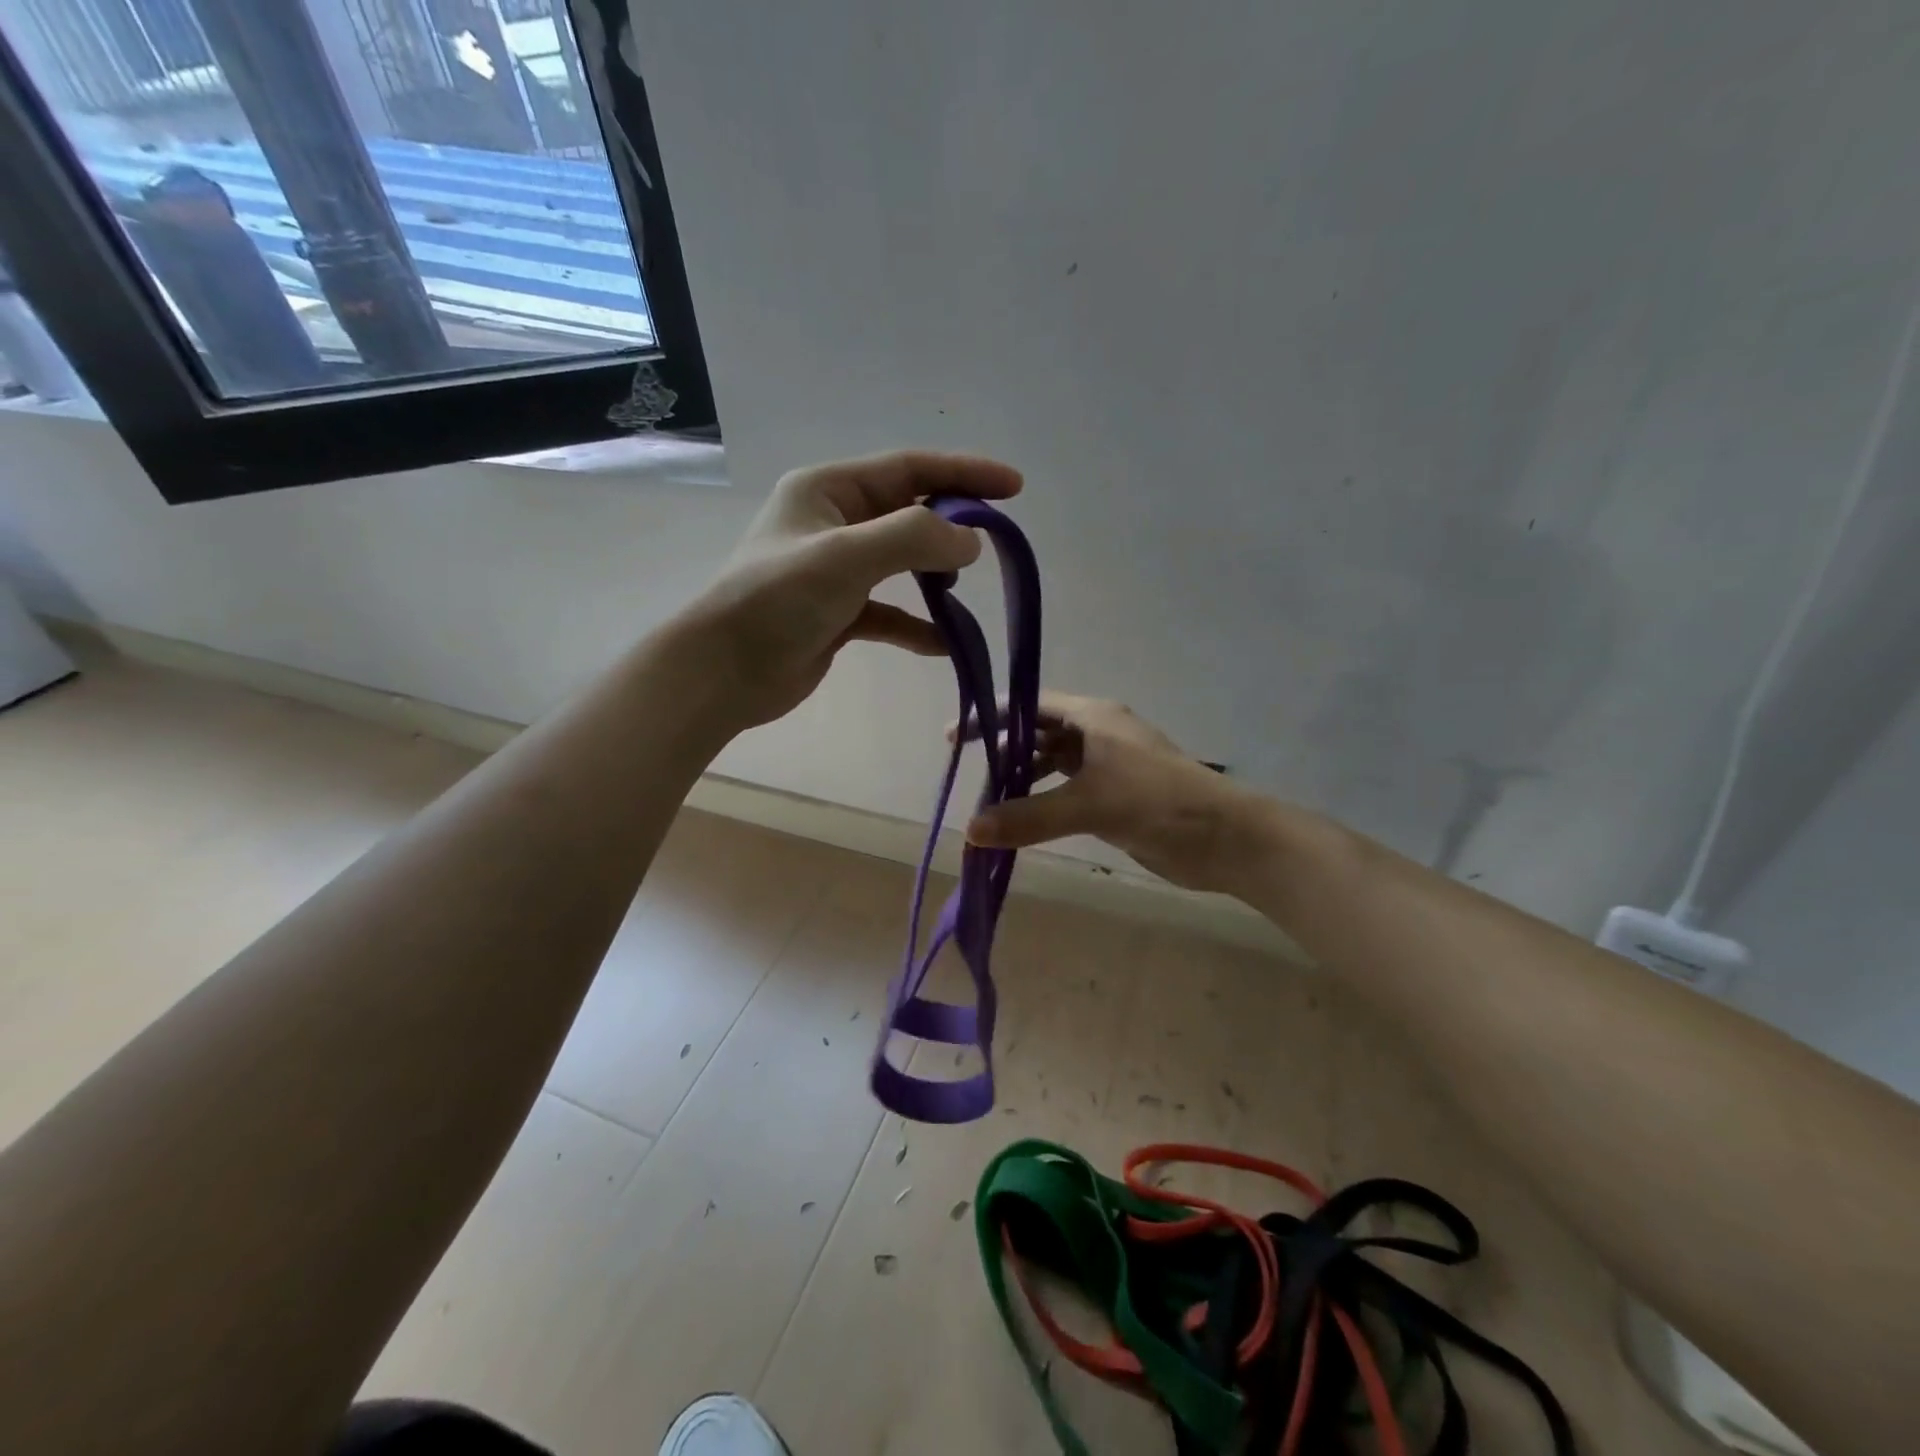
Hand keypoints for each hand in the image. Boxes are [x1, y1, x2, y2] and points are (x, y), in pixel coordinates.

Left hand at [684, 450, 1022, 728]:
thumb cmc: (776, 601)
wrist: (723, 672)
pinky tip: (943, 644)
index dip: (964, 473)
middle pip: (908, 512)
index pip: (909, 469)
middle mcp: (833, 523)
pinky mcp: (838, 615)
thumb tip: (971, 541)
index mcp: (828, 490)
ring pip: (901, 563)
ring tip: (963, 593)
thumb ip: (913, 539)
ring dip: (935, 577)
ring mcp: (835, 571)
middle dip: (952, 524)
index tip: (1015, 488)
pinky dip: (916, 625)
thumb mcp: (845, 557)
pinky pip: (889, 613)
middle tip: (996, 541)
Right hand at [962, 694, 1259, 893]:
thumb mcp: (1090, 805)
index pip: (1031, 705)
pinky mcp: (1114, 797)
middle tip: (968, 773)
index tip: (956, 736)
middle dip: (1004, 751)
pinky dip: (1042, 803)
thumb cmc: (1158, 802)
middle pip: (1039, 734)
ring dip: (1022, 780)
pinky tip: (1021, 822)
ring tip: (988, 802)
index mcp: (1094, 717)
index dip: (993, 717)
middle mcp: (1097, 734)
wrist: (1225, 839)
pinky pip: (1066, 793)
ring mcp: (1107, 766)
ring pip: (1052, 765)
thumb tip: (970, 830)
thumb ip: (1029, 817)